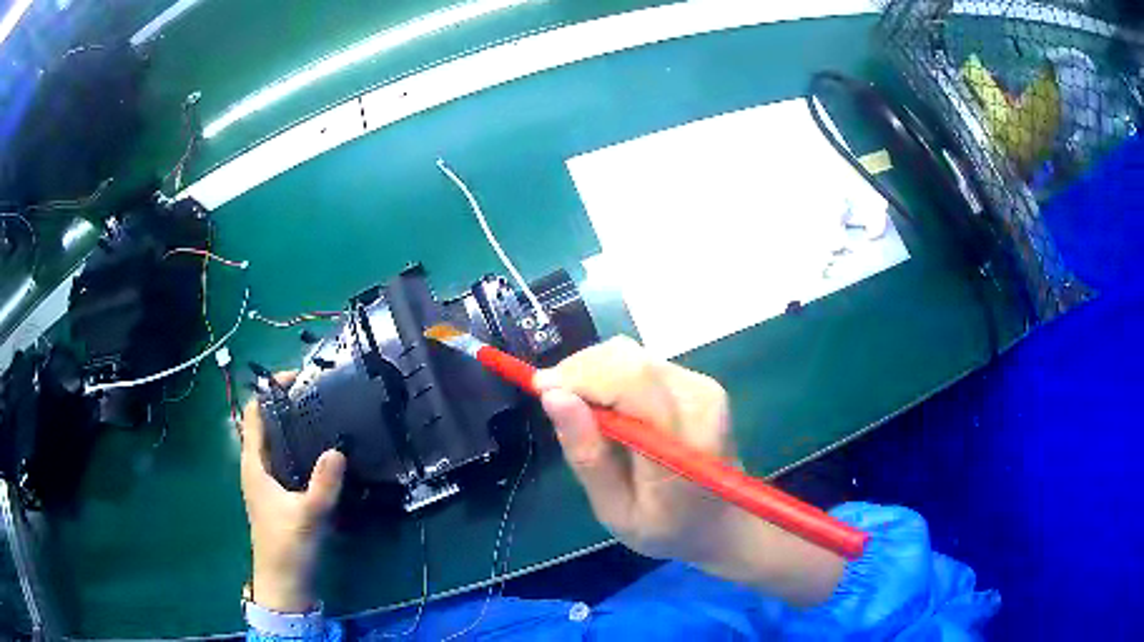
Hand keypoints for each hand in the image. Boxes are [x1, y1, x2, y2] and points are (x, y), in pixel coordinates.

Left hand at [240, 373, 346, 612]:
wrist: (284, 582)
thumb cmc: (287, 546)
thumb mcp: (308, 515)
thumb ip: (323, 484)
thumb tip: (337, 449)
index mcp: (254, 465)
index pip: (254, 414)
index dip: (269, 392)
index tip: (297, 379)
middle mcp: (257, 467)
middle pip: (267, 425)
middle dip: (287, 406)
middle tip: (319, 395)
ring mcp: (268, 482)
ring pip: (278, 443)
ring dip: (295, 428)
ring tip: (325, 416)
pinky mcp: (280, 495)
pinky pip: (288, 461)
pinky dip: (301, 449)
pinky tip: (324, 454)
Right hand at [535, 337, 844, 606]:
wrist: (725, 523)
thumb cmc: (668, 528)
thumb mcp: (616, 512)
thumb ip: (588, 457)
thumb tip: (554, 396)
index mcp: (684, 443)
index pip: (632, 382)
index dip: (580, 375)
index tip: (540, 388)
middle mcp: (700, 401)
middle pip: (629, 359)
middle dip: (581, 371)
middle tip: (554, 400)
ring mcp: (704, 387)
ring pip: (633, 355)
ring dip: (595, 373)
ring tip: (579, 409)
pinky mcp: (699, 382)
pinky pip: (643, 364)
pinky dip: (613, 377)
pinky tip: (606, 407)